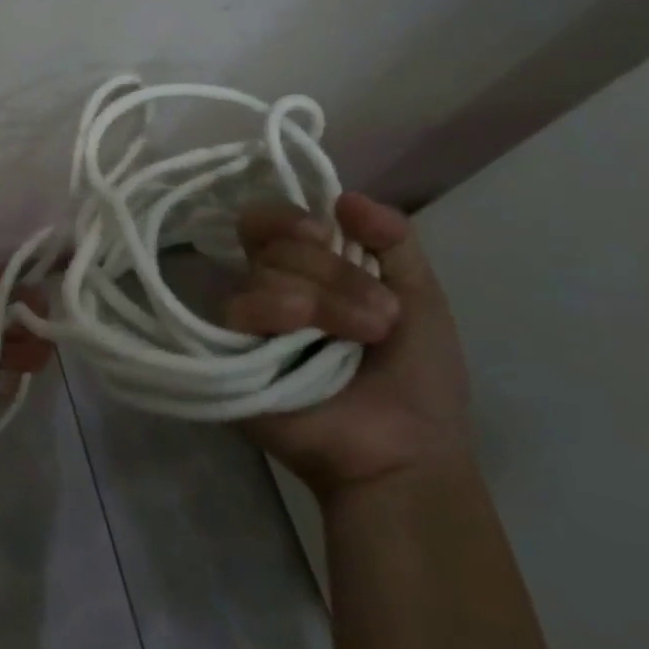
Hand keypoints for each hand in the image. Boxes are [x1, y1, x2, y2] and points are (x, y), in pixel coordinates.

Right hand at [227, 194, 470, 499]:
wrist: (407, 452)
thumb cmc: (417, 378)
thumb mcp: (421, 296)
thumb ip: (393, 238)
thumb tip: (343, 196)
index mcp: (303, 270)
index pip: (266, 220)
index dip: (289, 218)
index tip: (326, 236)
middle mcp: (267, 287)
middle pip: (270, 242)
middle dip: (334, 273)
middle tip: (379, 317)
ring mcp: (246, 322)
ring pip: (262, 274)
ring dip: (323, 301)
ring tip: (359, 339)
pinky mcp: (228, 353)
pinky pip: (240, 309)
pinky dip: (281, 317)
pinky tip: (308, 344)